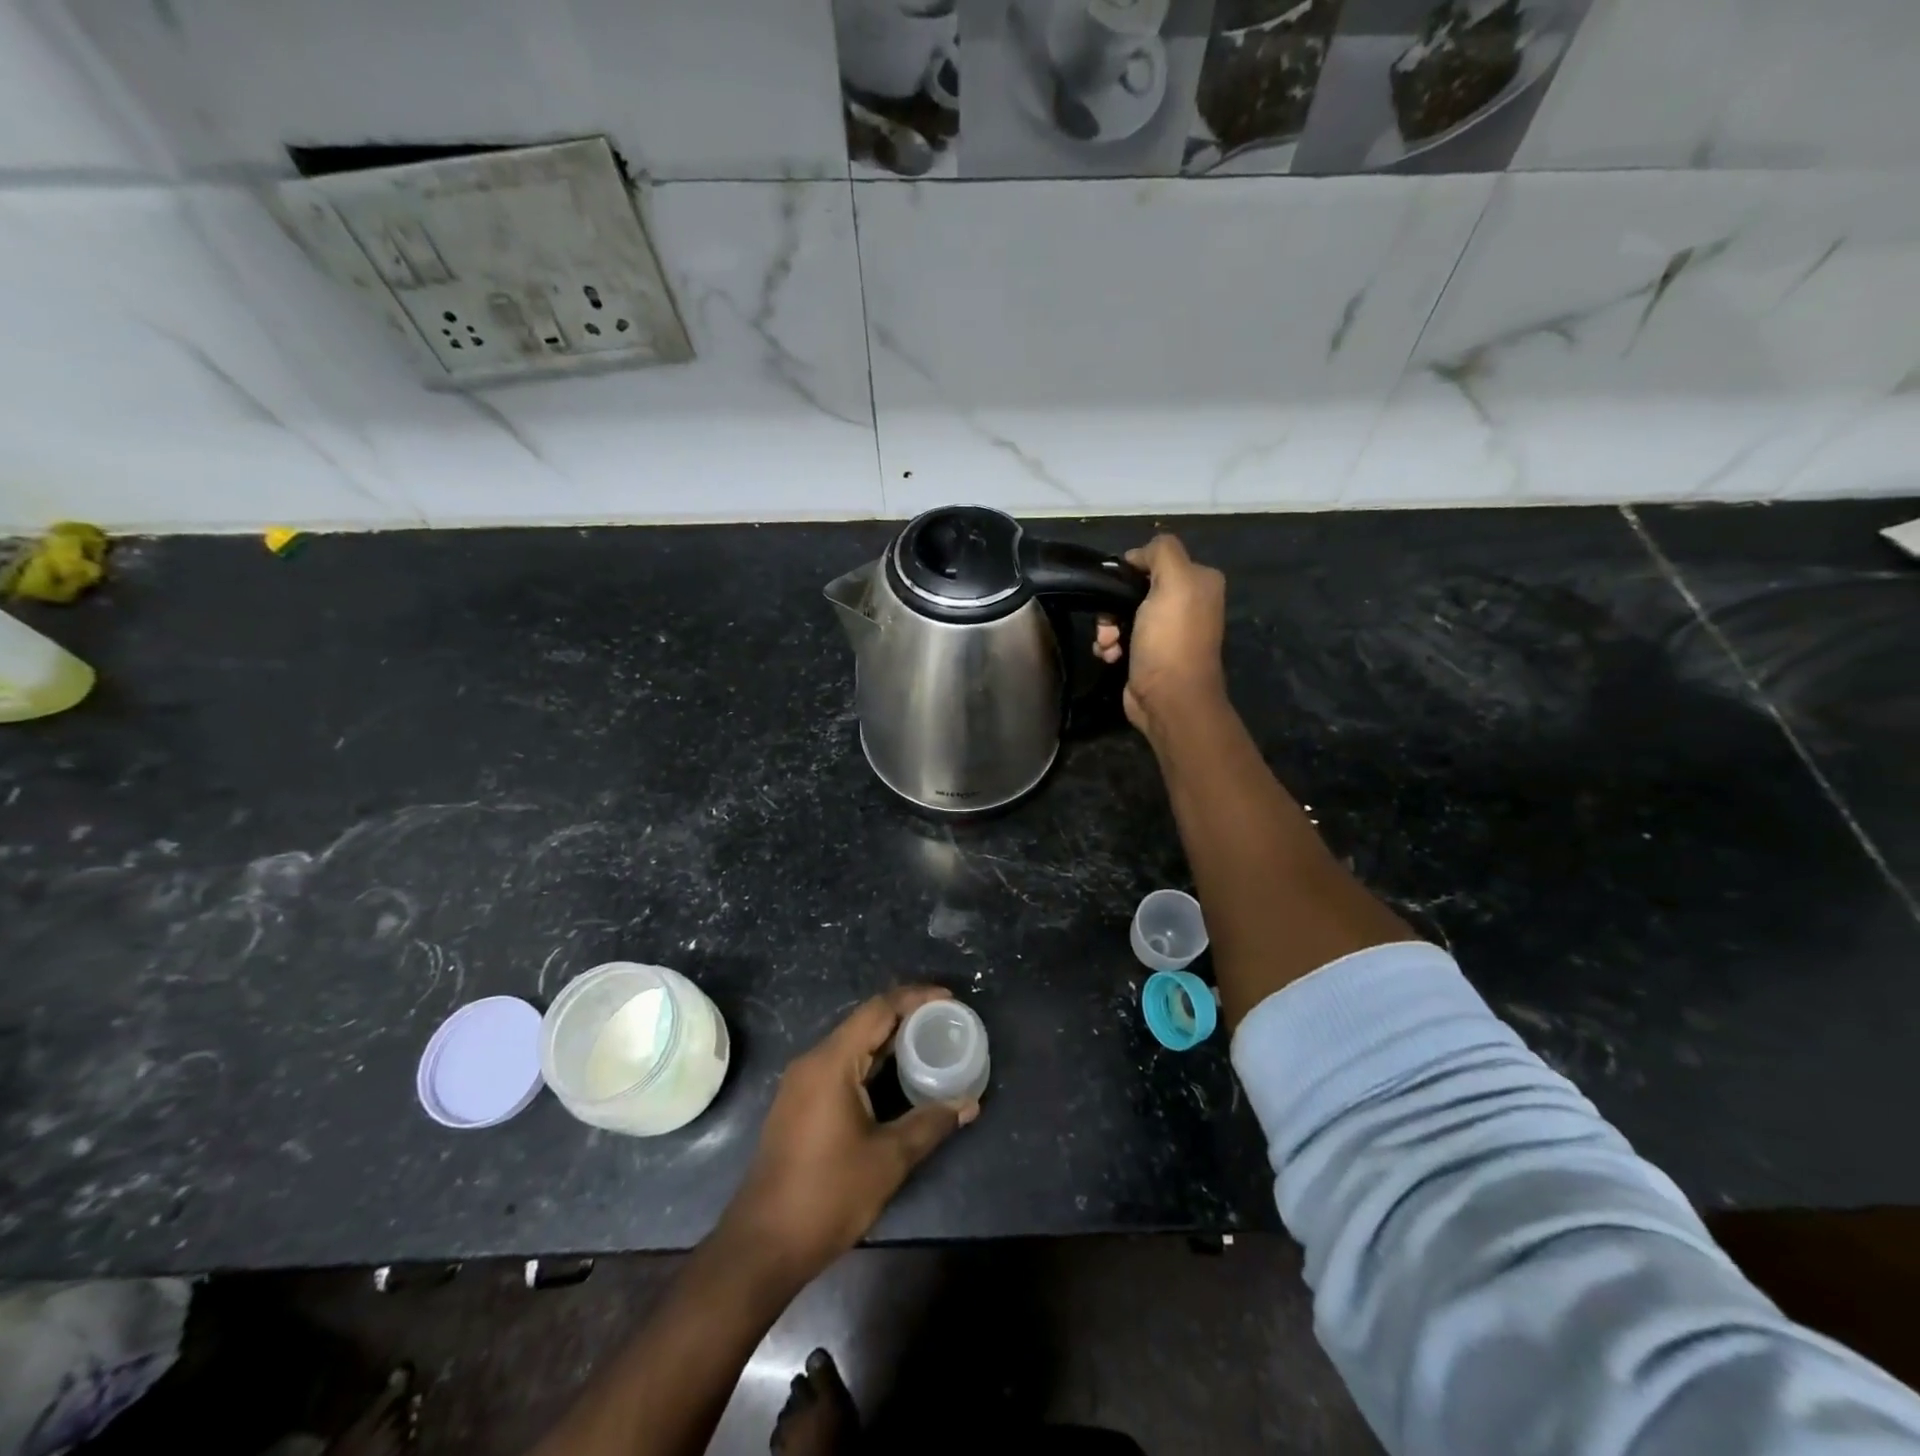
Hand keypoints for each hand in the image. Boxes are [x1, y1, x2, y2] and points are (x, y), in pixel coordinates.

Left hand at [718, 986, 976, 1288]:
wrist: (762, 1246)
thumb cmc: (827, 1195)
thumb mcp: (888, 1159)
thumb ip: (930, 1123)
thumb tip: (968, 1104)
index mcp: (831, 1062)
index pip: (878, 1009)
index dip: (915, 998)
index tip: (950, 999)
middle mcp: (813, 1061)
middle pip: (865, 1022)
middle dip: (907, 1018)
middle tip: (945, 1022)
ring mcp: (802, 1083)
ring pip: (853, 1045)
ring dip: (890, 1042)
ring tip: (929, 1044)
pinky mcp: (800, 1104)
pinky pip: (842, 1066)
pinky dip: (872, 1063)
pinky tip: (897, 1078)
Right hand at [1094, 534, 1227, 736]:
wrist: (1169, 698)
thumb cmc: (1171, 639)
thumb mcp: (1174, 581)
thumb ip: (1161, 552)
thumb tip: (1137, 556)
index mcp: (1199, 581)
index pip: (1156, 559)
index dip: (1132, 569)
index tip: (1116, 586)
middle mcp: (1186, 603)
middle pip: (1134, 588)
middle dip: (1113, 605)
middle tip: (1108, 623)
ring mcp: (1166, 631)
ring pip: (1121, 614)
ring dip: (1107, 628)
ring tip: (1108, 644)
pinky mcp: (1148, 654)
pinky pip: (1119, 637)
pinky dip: (1110, 645)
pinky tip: (1110, 656)